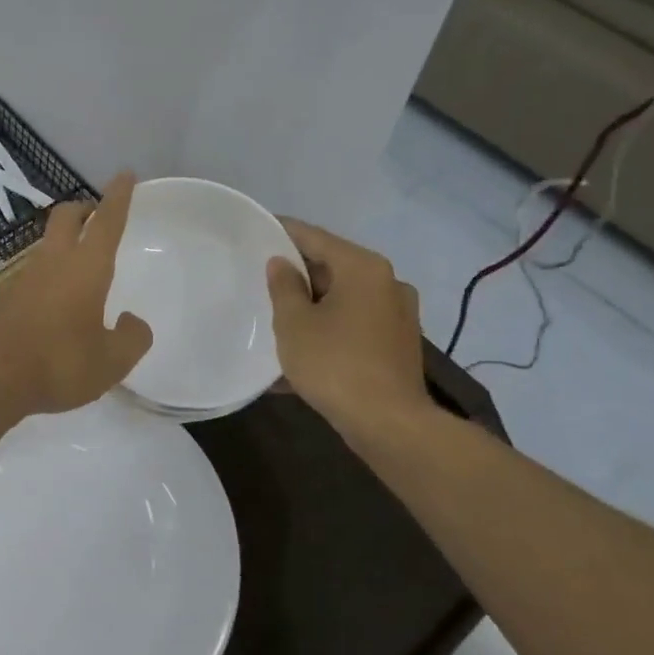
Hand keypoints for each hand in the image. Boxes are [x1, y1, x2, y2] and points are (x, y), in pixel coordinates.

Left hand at [0, 174, 152, 417]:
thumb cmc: (59, 362)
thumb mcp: (111, 361)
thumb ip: (132, 338)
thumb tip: (132, 322)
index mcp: (86, 267)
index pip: (107, 221)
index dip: (118, 196)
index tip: (125, 174)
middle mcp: (54, 261)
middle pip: (67, 217)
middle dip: (84, 208)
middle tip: (97, 213)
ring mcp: (25, 277)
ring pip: (48, 242)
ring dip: (64, 240)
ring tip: (81, 261)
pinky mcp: (7, 297)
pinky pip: (34, 271)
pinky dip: (50, 271)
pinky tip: (57, 299)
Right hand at [266, 219, 436, 449]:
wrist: (390, 424)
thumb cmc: (335, 364)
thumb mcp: (294, 324)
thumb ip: (283, 287)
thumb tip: (281, 264)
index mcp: (363, 267)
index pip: (314, 237)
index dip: (282, 232)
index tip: (256, 229)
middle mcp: (387, 282)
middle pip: (332, 267)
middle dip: (297, 275)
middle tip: (260, 279)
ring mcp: (397, 315)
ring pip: (342, 299)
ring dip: (311, 306)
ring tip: (276, 317)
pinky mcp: (397, 344)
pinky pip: (354, 326)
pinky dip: (329, 330)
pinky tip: (301, 352)